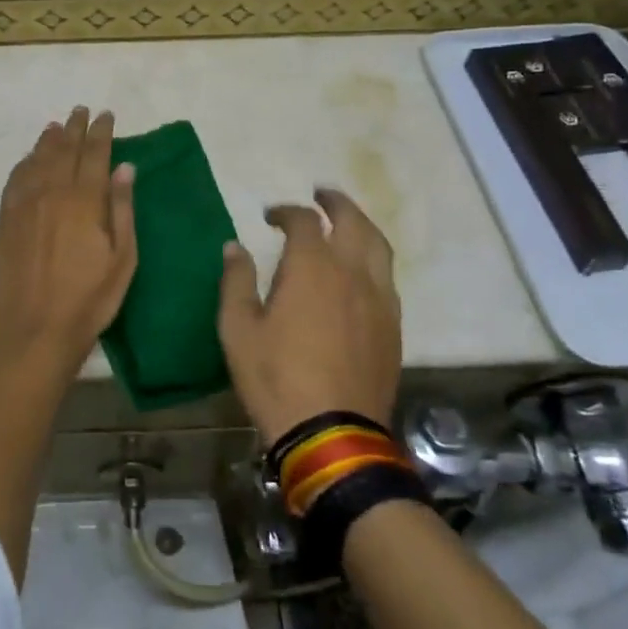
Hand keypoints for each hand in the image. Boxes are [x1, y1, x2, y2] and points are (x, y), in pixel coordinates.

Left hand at [0, 107, 137, 371]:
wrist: (32, 331)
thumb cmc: (88, 300)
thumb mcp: (122, 258)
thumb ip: (122, 209)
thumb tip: (125, 167)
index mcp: (84, 200)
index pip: (95, 154)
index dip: (101, 132)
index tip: (106, 115)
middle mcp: (52, 193)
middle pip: (64, 150)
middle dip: (74, 128)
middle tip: (81, 111)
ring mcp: (23, 205)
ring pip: (37, 160)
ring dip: (48, 140)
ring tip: (56, 126)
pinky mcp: (4, 221)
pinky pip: (15, 180)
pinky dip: (24, 163)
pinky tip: (29, 159)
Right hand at [218, 188, 402, 442]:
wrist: (332, 434)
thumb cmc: (276, 378)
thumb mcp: (238, 329)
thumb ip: (236, 281)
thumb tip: (234, 246)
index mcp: (312, 267)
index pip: (304, 220)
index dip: (286, 211)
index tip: (271, 216)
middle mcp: (352, 272)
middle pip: (353, 221)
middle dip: (336, 203)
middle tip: (321, 195)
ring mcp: (379, 299)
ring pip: (378, 246)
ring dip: (361, 226)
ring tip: (347, 223)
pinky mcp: (393, 326)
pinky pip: (387, 277)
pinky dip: (373, 259)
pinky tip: (361, 272)